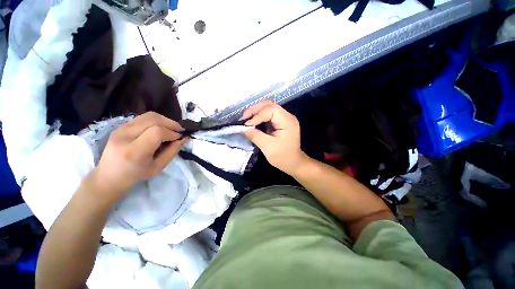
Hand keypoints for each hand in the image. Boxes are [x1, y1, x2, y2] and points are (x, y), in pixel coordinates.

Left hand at [86, 112, 188, 203]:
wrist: (108, 176)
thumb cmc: (136, 175)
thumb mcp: (158, 167)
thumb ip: (172, 151)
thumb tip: (184, 139)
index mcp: (134, 151)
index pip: (157, 132)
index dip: (172, 132)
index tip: (180, 137)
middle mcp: (125, 136)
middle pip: (153, 119)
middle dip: (170, 123)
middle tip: (179, 130)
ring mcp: (120, 129)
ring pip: (148, 115)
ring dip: (164, 120)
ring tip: (172, 128)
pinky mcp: (120, 126)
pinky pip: (142, 118)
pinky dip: (156, 120)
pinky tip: (161, 128)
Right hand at [243, 101, 305, 174]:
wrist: (293, 163)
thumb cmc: (282, 157)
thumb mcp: (267, 147)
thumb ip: (255, 136)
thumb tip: (243, 128)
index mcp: (287, 121)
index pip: (270, 110)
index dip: (257, 115)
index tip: (247, 125)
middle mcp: (287, 116)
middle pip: (269, 105)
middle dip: (255, 110)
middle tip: (244, 117)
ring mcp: (285, 118)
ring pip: (269, 108)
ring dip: (257, 112)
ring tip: (247, 118)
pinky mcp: (281, 122)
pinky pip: (269, 114)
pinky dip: (260, 116)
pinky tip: (253, 121)